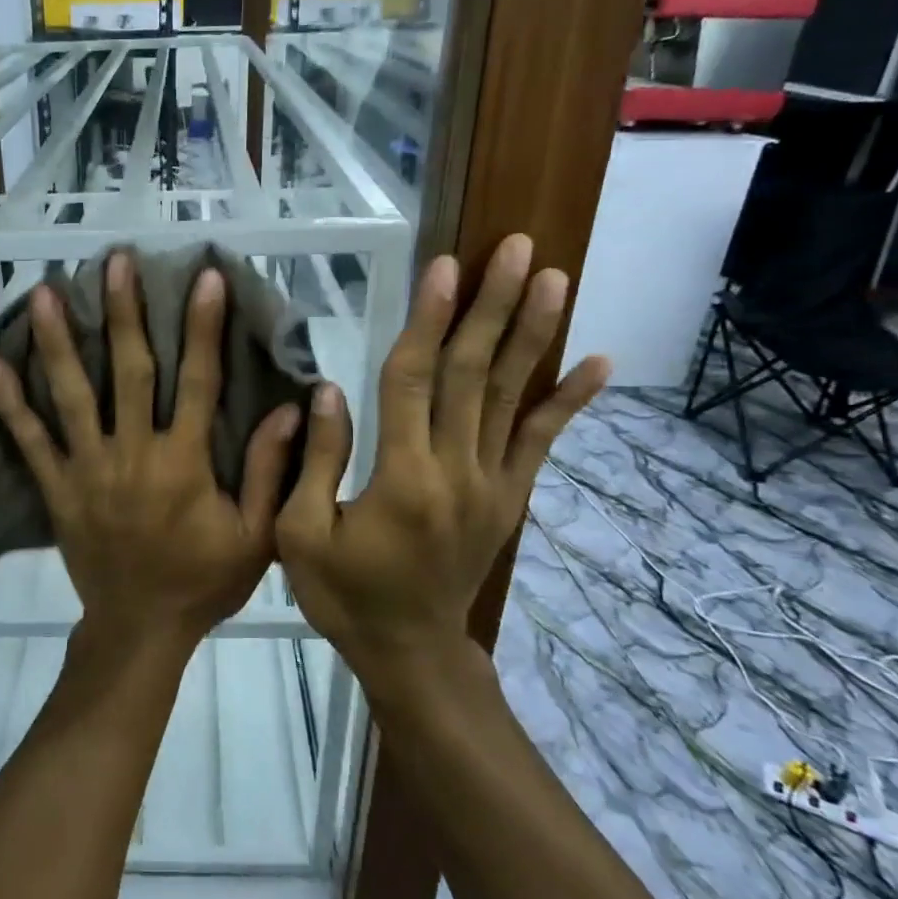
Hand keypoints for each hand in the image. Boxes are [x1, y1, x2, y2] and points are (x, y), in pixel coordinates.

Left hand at [0, 253, 300, 656]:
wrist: (140, 629)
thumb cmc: (203, 581)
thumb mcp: (255, 536)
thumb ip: (268, 472)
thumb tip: (288, 408)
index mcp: (184, 461)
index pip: (198, 381)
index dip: (203, 327)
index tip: (204, 277)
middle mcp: (133, 453)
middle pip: (129, 371)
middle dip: (123, 312)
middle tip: (113, 262)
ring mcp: (88, 469)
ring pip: (71, 396)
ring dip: (58, 342)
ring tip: (45, 292)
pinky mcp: (58, 490)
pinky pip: (30, 443)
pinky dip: (11, 405)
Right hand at [275, 235, 608, 678]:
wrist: (410, 650)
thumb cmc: (344, 593)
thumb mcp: (301, 534)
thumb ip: (316, 461)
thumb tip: (328, 389)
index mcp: (402, 478)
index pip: (415, 381)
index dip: (428, 321)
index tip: (444, 266)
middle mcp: (457, 471)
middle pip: (475, 375)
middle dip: (492, 307)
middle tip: (515, 248)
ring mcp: (492, 484)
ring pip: (512, 397)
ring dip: (533, 334)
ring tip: (553, 278)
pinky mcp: (509, 498)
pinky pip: (541, 442)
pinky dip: (569, 401)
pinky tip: (597, 361)